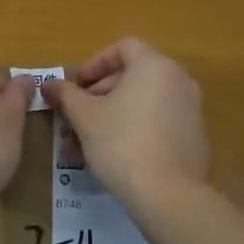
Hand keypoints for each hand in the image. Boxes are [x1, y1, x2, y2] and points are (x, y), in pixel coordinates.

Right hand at [42, 38, 209, 205]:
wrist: (168, 195)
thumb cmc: (121, 143)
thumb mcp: (85, 117)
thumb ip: (66, 95)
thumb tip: (48, 84)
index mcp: (155, 66)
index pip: (123, 48)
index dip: (95, 63)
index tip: (77, 87)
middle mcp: (179, 81)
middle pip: (132, 77)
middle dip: (98, 97)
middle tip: (76, 119)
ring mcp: (191, 110)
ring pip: (142, 104)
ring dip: (112, 118)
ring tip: (86, 145)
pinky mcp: (194, 138)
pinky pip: (159, 123)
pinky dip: (135, 131)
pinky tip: (114, 157)